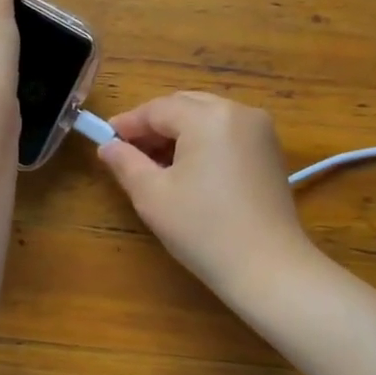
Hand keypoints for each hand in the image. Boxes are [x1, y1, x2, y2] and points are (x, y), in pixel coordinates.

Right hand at [99, 92, 318, 304]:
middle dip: (154, 125)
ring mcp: (260, 130)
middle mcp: (238, 112)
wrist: (268, 269)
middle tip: (127, 150)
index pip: (157, 109)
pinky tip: (188, 169)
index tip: (105, 138)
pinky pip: (227, 132)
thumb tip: (107, 146)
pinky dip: (203, 141)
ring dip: (178, 132)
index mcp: (208, 117)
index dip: (128, 123)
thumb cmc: (203, 230)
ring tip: (155, 162)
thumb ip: (126, 163)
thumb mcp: (153, 196)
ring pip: (207, 117)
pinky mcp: (270, 151)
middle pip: (184, 106)